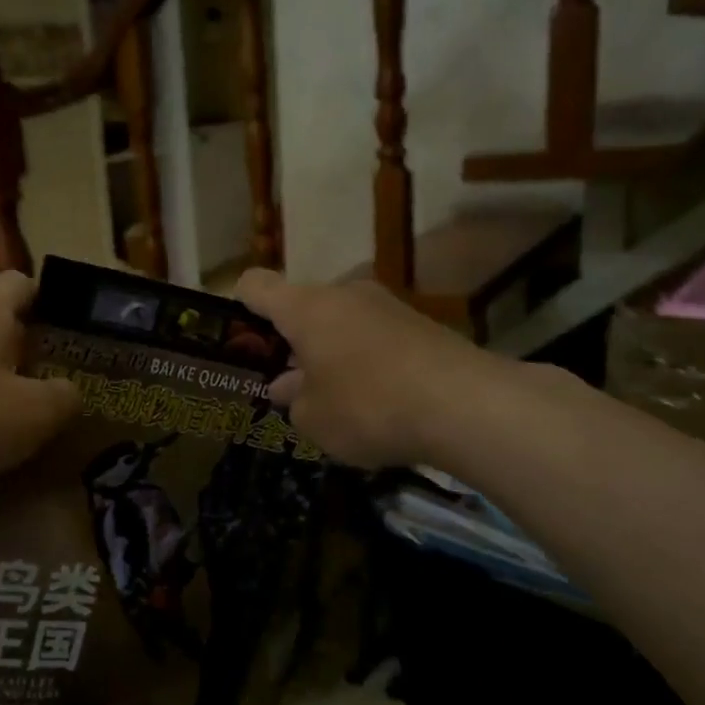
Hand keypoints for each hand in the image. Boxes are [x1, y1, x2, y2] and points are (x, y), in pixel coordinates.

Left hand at [0, 271, 79, 510]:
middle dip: (37, 363)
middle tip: (68, 393)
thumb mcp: (34, 412)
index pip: (25, 283)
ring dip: (7, 403)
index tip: (79, 338)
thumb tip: (69, 393)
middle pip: (5, 334)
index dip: (56, 305)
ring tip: (37, 438)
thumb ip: (65, 398)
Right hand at [235, 269, 494, 469]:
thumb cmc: (368, 406)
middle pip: (301, 308)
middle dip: (290, 345)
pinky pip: (374, 339)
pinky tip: (376, 403)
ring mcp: (387, 306)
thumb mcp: (313, 418)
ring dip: (329, 355)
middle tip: (288, 388)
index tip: (238, 342)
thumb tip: (288, 386)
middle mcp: (344, 294)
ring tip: (334, 402)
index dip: (237, 307)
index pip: (254, 285)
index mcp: (305, 307)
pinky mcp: (421, 325)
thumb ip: (292, 400)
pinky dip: (365, 364)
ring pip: (340, 325)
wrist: (467, 406)